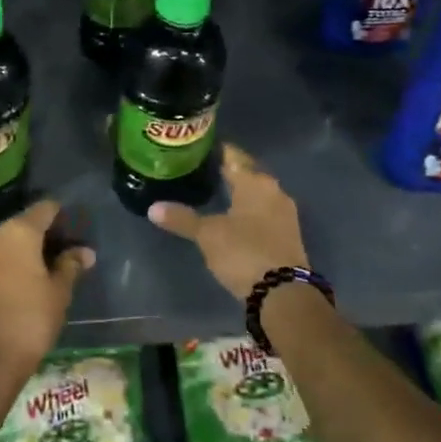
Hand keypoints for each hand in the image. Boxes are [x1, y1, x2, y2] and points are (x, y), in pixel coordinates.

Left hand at [0, 198, 93, 374]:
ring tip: (32, 280)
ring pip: (0, 246)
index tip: (72, 234)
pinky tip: (8, 292)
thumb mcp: (59, 293)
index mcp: (18, 232)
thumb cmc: (29, 321)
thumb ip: (71, 266)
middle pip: (21, 226)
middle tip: (57, 261)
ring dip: (17, 255)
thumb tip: (84, 252)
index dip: (61, 217)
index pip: (45, 209)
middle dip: (39, 239)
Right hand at [147, 145, 306, 300]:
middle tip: (200, 168)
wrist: (284, 294)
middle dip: (227, 170)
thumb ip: (182, 218)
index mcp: (255, 181)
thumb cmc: (244, 252)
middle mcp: (274, 190)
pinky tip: (232, 215)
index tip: (197, 147)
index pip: (233, 156)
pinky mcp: (287, 234)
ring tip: (213, 191)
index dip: (215, 150)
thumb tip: (153, 208)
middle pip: (247, 172)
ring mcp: (284, 213)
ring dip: (239, 191)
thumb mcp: (207, 235)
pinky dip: (248, 209)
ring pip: (257, 193)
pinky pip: (263, 211)